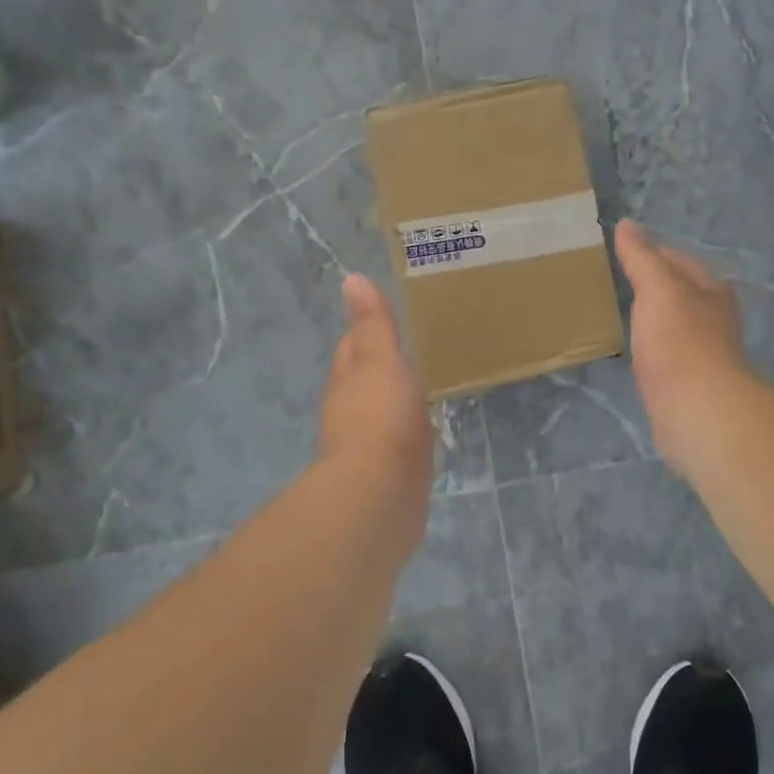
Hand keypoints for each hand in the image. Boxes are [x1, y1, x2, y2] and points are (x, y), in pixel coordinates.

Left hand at [318, 275, 432, 493]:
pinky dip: (407, 431)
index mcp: (348, 380)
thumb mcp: (380, 360)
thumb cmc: (380, 418)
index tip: (386, 319)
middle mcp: (351, 411)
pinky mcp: (389, 472)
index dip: (366, 332)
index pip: (353, 348)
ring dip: (395, 399)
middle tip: (411, 350)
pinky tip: (425, 430)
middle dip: (382, 366)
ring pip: (381, 411)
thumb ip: (373, 324)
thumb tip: (352, 278)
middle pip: (364, 380)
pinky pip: (398, 442)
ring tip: (422, 386)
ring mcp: (369, 444)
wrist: (380, 494)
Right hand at [615, 219, 753, 476]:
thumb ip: (641, 257)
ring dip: (654, 321)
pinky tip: (636, 356)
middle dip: (655, 288)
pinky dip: (652, 352)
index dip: (653, 253)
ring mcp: (704, 354)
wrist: (697, 410)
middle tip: (617, 284)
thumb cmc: (679, 341)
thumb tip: (627, 224)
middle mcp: (713, 319)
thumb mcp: (658, 288)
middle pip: (681, 294)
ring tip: (622, 316)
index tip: (623, 254)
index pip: (680, 261)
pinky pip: (667, 358)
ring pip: (674, 327)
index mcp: (711, 291)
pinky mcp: (690, 385)